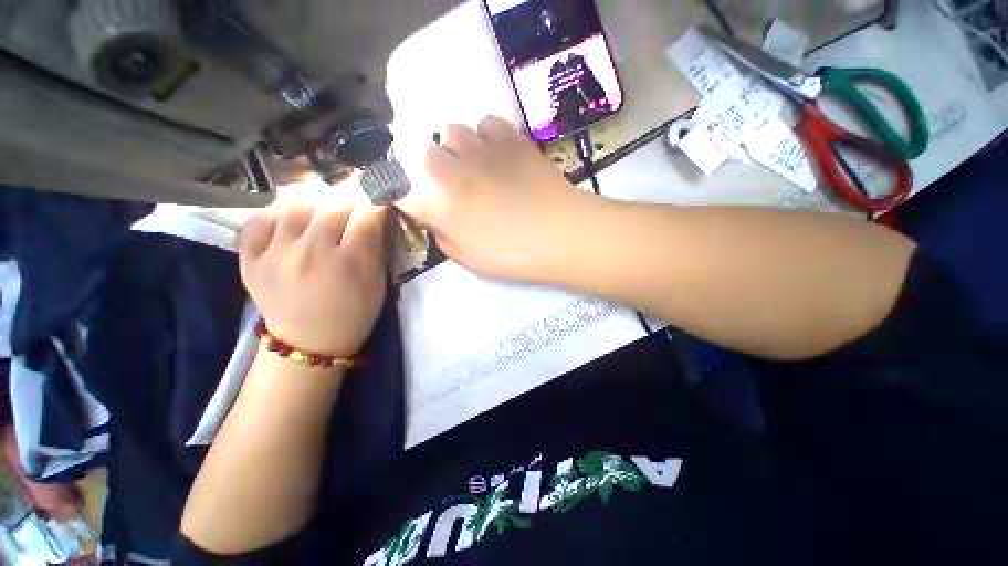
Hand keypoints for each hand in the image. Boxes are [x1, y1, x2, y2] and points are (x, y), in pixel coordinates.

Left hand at [238, 196, 386, 356]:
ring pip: (295, 205)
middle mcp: (311, 253)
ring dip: (316, 197)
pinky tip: (289, 215)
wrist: (310, 343)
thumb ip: (376, 248)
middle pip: (332, 206)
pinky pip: (259, 220)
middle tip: (356, 194)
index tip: (379, 195)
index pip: (366, 216)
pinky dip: (276, 211)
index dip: (376, 201)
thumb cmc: (354, 314)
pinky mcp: (250, 260)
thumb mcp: (377, 283)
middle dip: (350, 195)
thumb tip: (374, 215)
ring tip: (325, 200)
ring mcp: (275, 255)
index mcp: (349, 264)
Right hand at [397, 116, 589, 280]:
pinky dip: (487, 136)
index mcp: (439, 204)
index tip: (423, 204)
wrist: (559, 233)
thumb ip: (443, 237)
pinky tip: (500, 153)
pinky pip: (487, 123)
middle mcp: (452, 169)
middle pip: (424, 152)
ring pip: (453, 130)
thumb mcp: (469, 259)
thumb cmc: (512, 255)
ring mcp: (481, 148)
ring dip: (459, 149)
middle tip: (456, 185)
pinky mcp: (510, 138)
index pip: (404, 190)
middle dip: (434, 167)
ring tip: (479, 165)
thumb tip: (436, 220)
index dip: (410, 196)